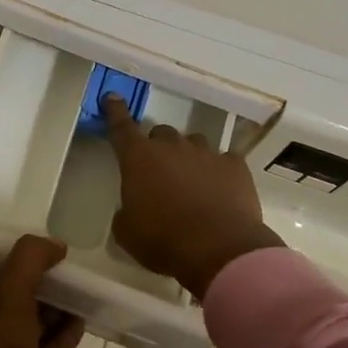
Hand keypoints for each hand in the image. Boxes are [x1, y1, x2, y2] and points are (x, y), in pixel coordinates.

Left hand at [0, 236, 85, 347]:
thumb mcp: (12, 290)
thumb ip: (31, 258)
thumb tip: (57, 244)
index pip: (4, 262)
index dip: (28, 252)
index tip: (56, 243)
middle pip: (25, 288)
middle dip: (49, 277)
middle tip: (79, 266)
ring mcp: (10, 344)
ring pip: (39, 316)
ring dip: (60, 305)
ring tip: (86, 290)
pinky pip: (51, 344)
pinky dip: (66, 333)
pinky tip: (85, 321)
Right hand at [104, 94, 283, 300]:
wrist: (219, 250)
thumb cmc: (163, 241)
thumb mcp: (127, 233)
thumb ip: (126, 212)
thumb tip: (132, 208)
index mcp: (139, 159)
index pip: (121, 127)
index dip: (115, 111)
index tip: (112, 97)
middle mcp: (172, 147)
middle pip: (161, 133)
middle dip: (158, 149)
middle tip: (160, 174)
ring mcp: (206, 153)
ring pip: (194, 143)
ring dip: (189, 157)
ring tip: (192, 183)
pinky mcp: (235, 166)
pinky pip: (224, 160)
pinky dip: (219, 171)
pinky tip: (221, 190)